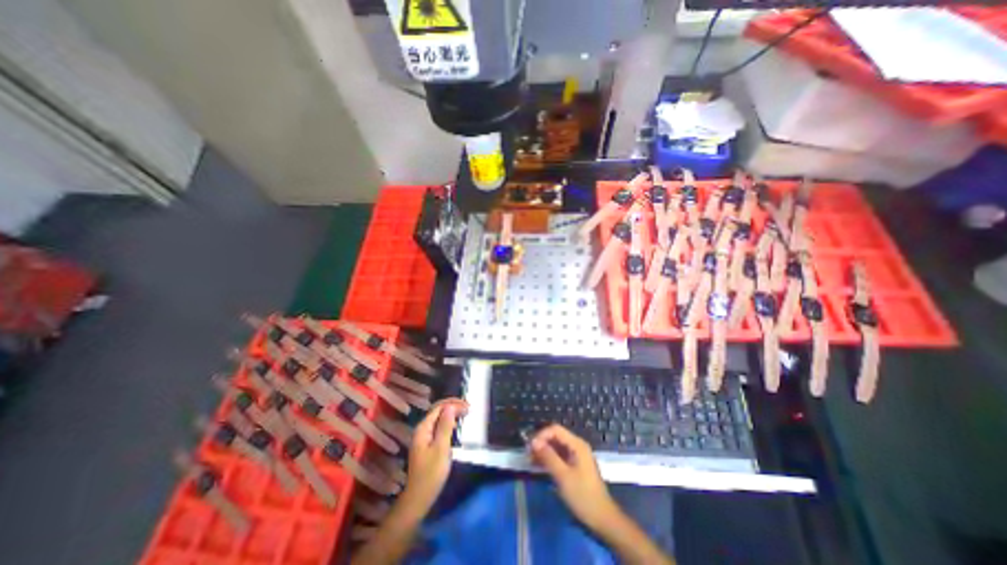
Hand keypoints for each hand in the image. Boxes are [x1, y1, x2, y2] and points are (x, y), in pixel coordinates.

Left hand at [402, 401, 467, 513]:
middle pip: (438, 411)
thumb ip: (445, 426)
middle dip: (453, 407)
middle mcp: (422, 429)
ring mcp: (424, 437)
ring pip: (439, 418)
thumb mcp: (441, 448)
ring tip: (465, 414)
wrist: (419, 498)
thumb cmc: (431, 474)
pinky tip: (456, 427)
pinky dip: (449, 423)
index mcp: (423, 428)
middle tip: (469, 409)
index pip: (439, 407)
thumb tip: (451, 406)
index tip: (468, 406)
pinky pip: (439, 427)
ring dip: (452, 414)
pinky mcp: (427, 444)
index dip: (453, 404)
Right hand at [528, 426, 622, 531]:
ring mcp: (577, 456)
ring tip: (531, 460)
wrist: (602, 519)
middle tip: (528, 454)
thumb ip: (548, 457)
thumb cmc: (583, 496)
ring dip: (544, 451)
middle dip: (541, 443)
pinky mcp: (575, 466)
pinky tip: (539, 466)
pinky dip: (549, 459)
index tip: (530, 447)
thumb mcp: (563, 476)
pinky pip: (559, 456)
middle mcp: (577, 446)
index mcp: (577, 444)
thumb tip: (533, 442)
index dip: (541, 435)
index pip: (555, 430)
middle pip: (556, 437)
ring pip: (556, 446)